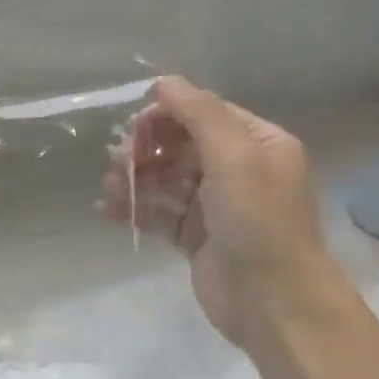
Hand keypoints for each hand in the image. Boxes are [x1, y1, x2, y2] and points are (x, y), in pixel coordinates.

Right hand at [103, 77, 344, 348]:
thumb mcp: (233, 157)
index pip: (205, 114)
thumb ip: (199, 115)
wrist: (270, 297)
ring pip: (164, 180)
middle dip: (146, 149)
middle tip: (119, 160)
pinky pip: (157, 212)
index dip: (167, 115)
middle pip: (180, 146)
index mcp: (257, 144)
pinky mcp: (194, 236)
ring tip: (109, 187)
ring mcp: (214, 205)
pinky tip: (108, 209)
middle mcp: (237, 170)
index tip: (133, 128)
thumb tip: (163, 81)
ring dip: (134, 179)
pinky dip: (133, 209)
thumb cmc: (256, 220)